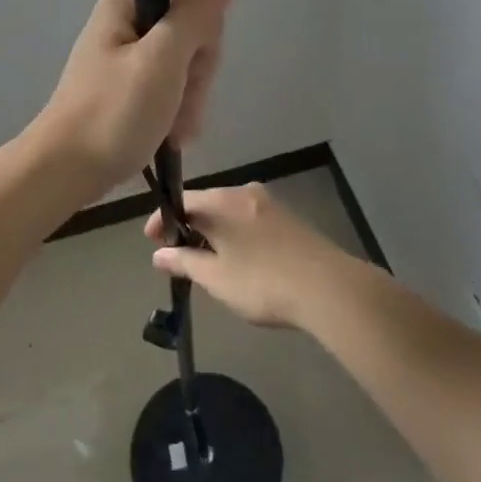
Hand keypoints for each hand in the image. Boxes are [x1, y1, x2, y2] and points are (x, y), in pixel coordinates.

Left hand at [31, 0, 244, 196]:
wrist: (63, 173)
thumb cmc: (114, 113)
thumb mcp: (164, 58)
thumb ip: (199, 8)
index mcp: (126, 6)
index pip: (196, 14)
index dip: (202, 51)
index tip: (184, 78)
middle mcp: (122, 27)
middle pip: (189, 46)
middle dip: (192, 85)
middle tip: (173, 112)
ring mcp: (120, 62)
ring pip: (181, 76)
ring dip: (184, 107)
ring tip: (166, 133)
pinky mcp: (119, 93)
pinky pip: (163, 96)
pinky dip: (169, 118)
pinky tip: (162, 139)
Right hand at [143, 183, 357, 329]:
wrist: (329, 289)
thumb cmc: (262, 282)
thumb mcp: (215, 278)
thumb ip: (184, 262)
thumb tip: (158, 255)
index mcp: (223, 201)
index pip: (183, 200)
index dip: (162, 220)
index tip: (151, 241)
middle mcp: (245, 192)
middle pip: (207, 203)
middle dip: (189, 226)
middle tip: (177, 255)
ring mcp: (271, 204)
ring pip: (230, 212)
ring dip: (214, 232)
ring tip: (206, 261)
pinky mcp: (290, 219)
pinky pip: (250, 220)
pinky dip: (236, 234)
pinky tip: (238, 259)